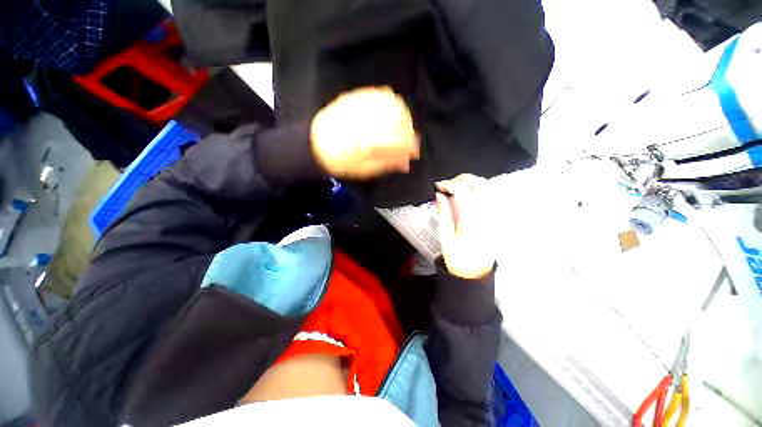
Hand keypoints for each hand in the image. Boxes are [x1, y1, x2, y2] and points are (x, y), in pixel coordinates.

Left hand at [310, 86, 418, 178]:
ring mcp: (361, 105)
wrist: (314, 144)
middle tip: (407, 141)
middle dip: (408, 130)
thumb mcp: (364, 170)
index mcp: (367, 141)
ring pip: (392, 103)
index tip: (415, 153)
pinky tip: (390, 112)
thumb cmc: (340, 162)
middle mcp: (366, 119)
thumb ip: (386, 163)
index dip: (410, 146)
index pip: (398, 140)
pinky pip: (380, 93)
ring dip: (402, 115)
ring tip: (400, 127)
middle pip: (398, 118)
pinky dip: (391, 102)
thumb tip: (406, 163)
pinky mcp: (356, 97)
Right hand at [435, 174, 495, 279]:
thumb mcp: (445, 237)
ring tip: (456, 189)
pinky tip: (468, 197)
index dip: (448, 184)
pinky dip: (478, 191)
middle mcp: (487, 215)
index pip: (463, 191)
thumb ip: (443, 213)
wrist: (475, 273)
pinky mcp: (497, 219)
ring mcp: (495, 216)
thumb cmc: (458, 259)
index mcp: (472, 221)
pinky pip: (490, 197)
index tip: (438, 186)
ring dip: (470, 183)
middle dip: (461, 179)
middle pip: (479, 184)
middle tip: (448, 184)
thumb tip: (439, 195)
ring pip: (487, 188)